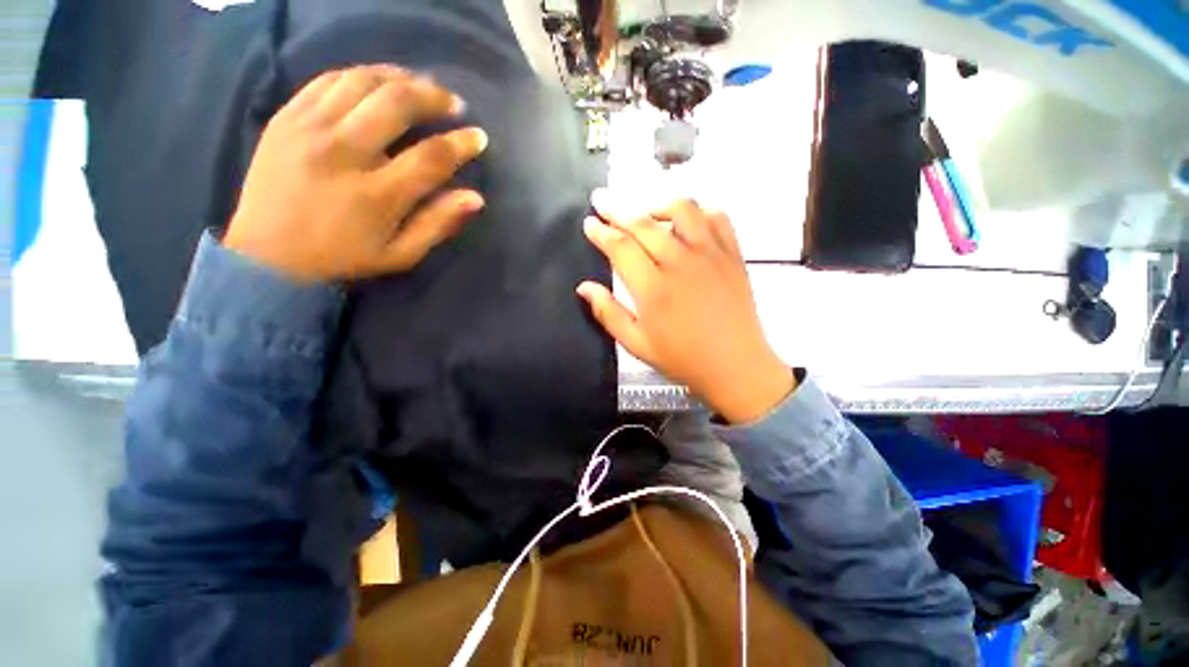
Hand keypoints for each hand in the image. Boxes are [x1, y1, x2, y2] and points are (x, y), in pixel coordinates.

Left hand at [224, 65, 488, 281]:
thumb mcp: (400, 255)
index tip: (478, 137)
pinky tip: (378, 83)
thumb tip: (475, 198)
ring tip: (420, 85)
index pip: (430, 157)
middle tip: (452, 103)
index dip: (461, 143)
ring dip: (399, 78)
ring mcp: (309, 129)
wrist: (267, 257)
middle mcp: (342, 153)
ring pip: (362, 82)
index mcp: (376, 195)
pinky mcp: (286, 118)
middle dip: (433, 97)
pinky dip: (360, 75)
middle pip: (396, 104)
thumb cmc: (343, 259)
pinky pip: (327, 80)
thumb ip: (438, 225)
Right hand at [577, 191, 794, 423]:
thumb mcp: (636, 344)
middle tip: (601, 201)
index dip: (600, 232)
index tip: (589, 223)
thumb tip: (584, 287)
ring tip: (644, 212)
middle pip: (643, 224)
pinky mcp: (732, 255)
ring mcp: (710, 255)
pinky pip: (717, 217)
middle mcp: (680, 263)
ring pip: (682, 210)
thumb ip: (608, 313)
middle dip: (617, 209)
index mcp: (653, 288)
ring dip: (656, 204)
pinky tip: (687, 220)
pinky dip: (699, 211)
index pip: (620, 247)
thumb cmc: (682, 359)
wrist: (735, 366)